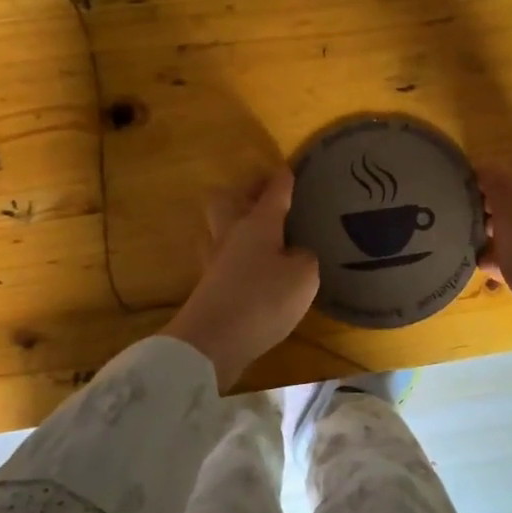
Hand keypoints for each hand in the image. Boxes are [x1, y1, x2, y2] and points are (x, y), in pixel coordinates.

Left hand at [163, 168, 318, 389]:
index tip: (288, 170)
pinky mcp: (207, 287)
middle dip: (242, 193)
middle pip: (225, 200)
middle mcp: (231, 235)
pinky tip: (249, 268)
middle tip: (262, 197)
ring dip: (233, 224)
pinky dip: (234, 257)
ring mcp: (214, 261)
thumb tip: (294, 254)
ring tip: (255, 232)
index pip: (273, 193)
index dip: (282, 180)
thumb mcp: (303, 277)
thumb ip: (304, 258)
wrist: (211, 342)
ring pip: (217, 229)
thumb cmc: (263, 300)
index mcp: (258, 224)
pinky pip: (220, 259)